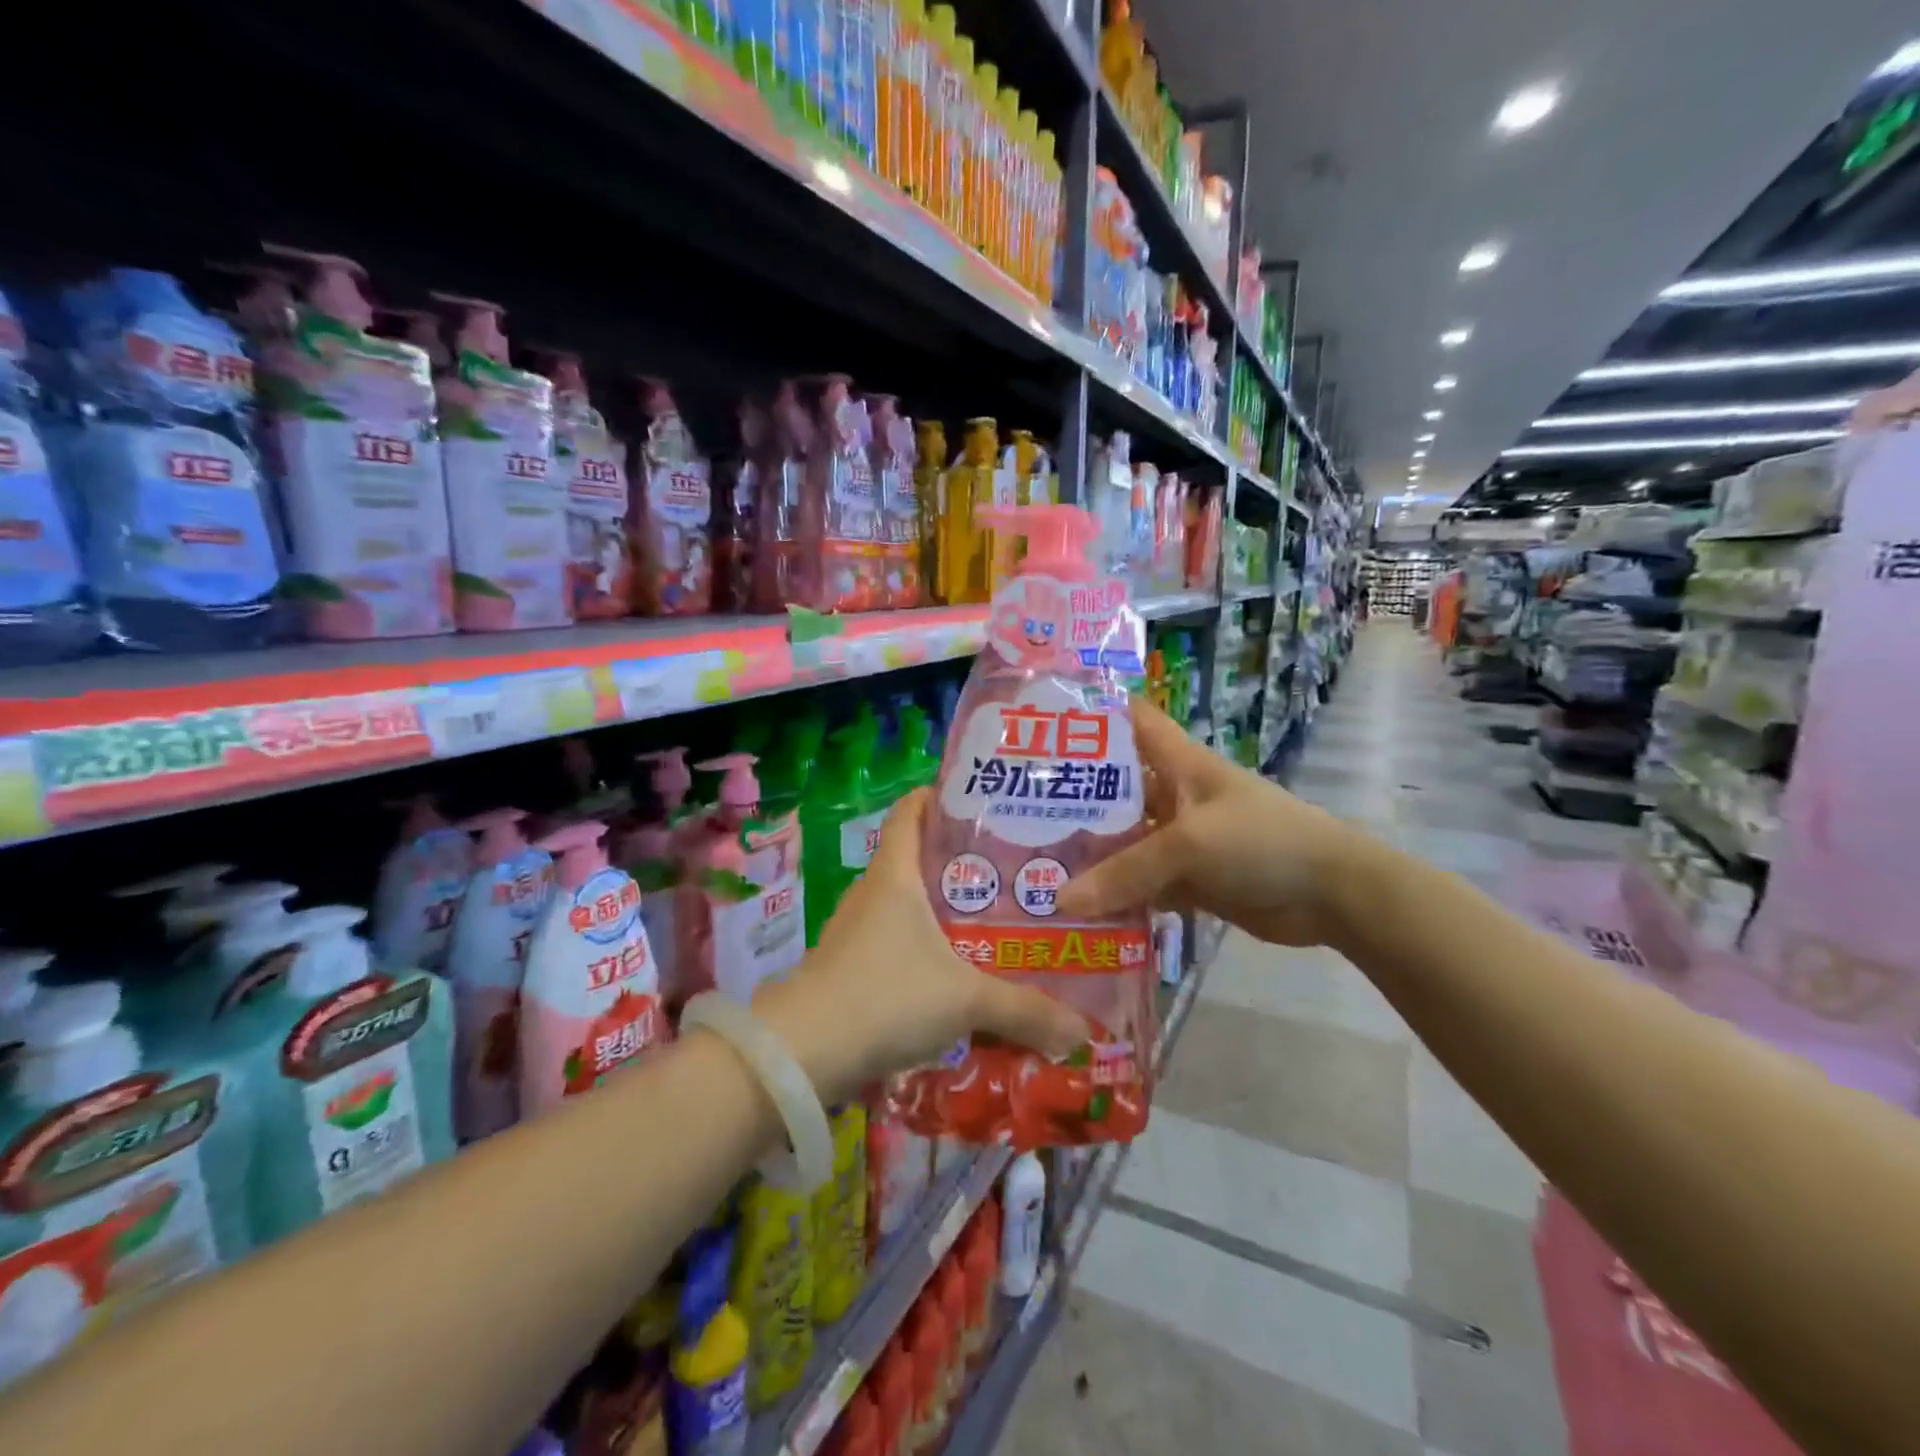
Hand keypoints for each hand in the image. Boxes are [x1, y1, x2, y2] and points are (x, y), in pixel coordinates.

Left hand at [755, 788, 1088, 1102]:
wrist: (804, 1054)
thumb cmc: (887, 995)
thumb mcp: (965, 1000)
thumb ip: (1025, 1011)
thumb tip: (1083, 1030)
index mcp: (895, 874)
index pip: (910, 811)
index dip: (938, 797)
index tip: (980, 801)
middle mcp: (873, 892)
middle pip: (917, 858)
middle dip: (961, 861)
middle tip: (1013, 870)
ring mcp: (856, 930)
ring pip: (907, 904)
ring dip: (944, 910)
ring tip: (993, 920)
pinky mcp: (850, 966)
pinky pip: (896, 942)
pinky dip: (925, 947)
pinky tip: (955, 974)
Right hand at [1055, 699, 1372, 947]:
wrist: (1330, 894)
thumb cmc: (1261, 840)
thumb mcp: (1189, 846)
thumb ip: (1126, 872)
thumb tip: (1060, 901)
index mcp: (1176, 762)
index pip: (1129, 720)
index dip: (1090, 713)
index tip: (1038, 722)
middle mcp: (1171, 794)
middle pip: (1113, 788)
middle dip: (1069, 798)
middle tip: (1010, 810)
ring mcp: (1178, 838)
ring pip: (1122, 841)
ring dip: (1087, 854)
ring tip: (1030, 863)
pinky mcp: (1187, 878)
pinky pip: (1140, 883)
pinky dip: (1114, 894)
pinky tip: (1074, 908)